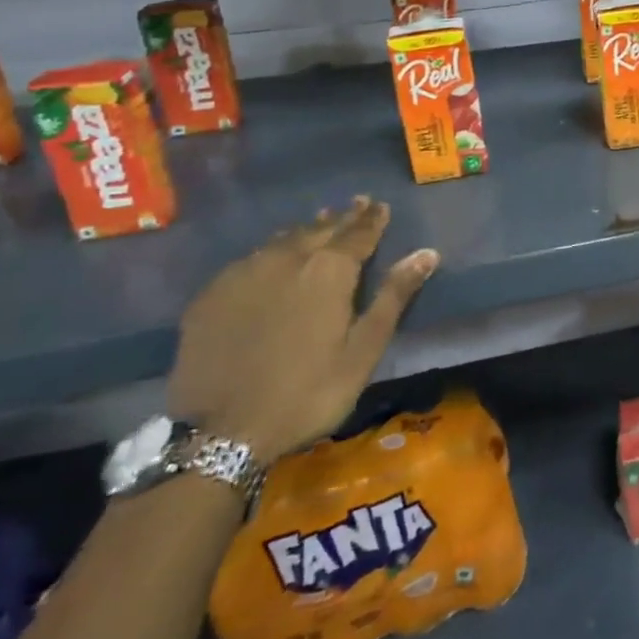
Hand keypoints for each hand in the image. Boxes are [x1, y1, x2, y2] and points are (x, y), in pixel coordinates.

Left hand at [166, 198, 437, 466]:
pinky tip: (270, 260)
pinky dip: (270, 253)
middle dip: (341, 218)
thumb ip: (394, 296)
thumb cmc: (308, 392)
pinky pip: (249, 260)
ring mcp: (243, 275)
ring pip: (282, 241)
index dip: (372, 219)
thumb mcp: (363, 349)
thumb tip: (427, 253)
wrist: (220, 433)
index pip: (358, 233)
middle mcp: (286, 259)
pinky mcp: (211, 296)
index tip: (380, 205)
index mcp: (329, 270)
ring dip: (306, 231)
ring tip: (318, 224)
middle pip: (319, 229)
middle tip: (355, 205)